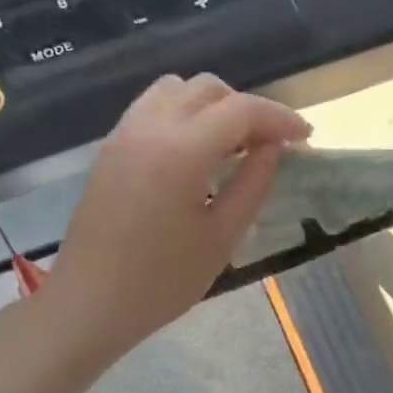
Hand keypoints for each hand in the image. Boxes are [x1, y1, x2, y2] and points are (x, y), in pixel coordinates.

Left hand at [40, 74, 310, 367]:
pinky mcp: (110, 147)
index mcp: (181, 151)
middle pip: (208, 88)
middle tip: (269, 146)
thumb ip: (253, 183)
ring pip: (177, 90)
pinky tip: (194, 151)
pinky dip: (183, 113)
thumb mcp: (222, 237)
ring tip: (230, 144)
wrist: (88, 304)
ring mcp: (124, 133)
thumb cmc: (161, 282)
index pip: (241, 110)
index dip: (280, 118)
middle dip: (247, 109)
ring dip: (212, 105)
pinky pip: (152, 107)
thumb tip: (273, 147)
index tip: (304, 138)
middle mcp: (150, 128)